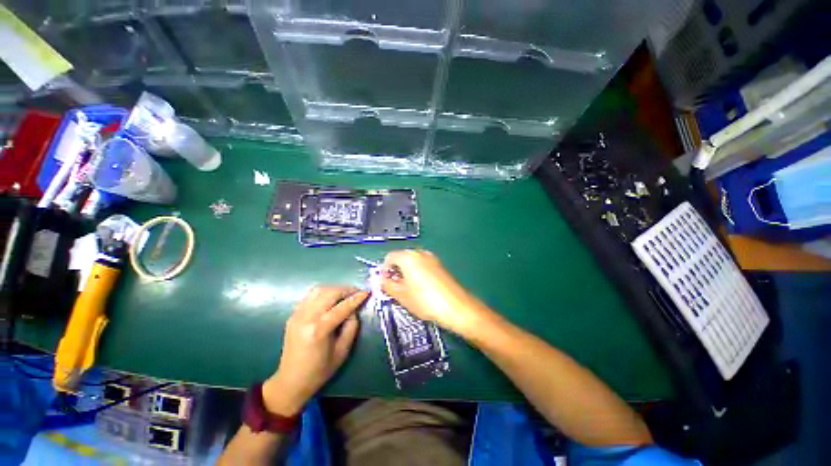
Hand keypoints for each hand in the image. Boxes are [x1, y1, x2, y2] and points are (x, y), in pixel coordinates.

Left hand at [263, 286, 367, 416]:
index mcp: (318, 330)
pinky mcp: (293, 315)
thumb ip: (351, 326)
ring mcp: (297, 315)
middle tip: (356, 293)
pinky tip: (331, 300)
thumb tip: (353, 310)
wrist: (291, 381)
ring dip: (334, 289)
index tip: (366, 292)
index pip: (341, 307)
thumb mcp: (343, 351)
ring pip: (318, 290)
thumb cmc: (320, 370)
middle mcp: (306, 318)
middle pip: (329, 293)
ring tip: (345, 294)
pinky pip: (310, 296)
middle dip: (345, 289)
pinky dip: (323, 293)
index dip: (356, 298)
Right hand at [380, 250, 484, 333]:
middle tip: (394, 288)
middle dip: (395, 271)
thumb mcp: (402, 295)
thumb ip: (387, 285)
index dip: (384, 270)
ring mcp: (432, 258)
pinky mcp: (439, 265)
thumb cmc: (425, 300)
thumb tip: (380, 280)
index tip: (384, 283)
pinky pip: (423, 265)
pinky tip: (420, 288)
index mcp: (408, 257)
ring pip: (412, 262)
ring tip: (407, 290)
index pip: (389, 257)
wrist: (456, 306)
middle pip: (401, 258)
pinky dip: (417, 273)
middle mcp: (420, 253)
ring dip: (406, 273)